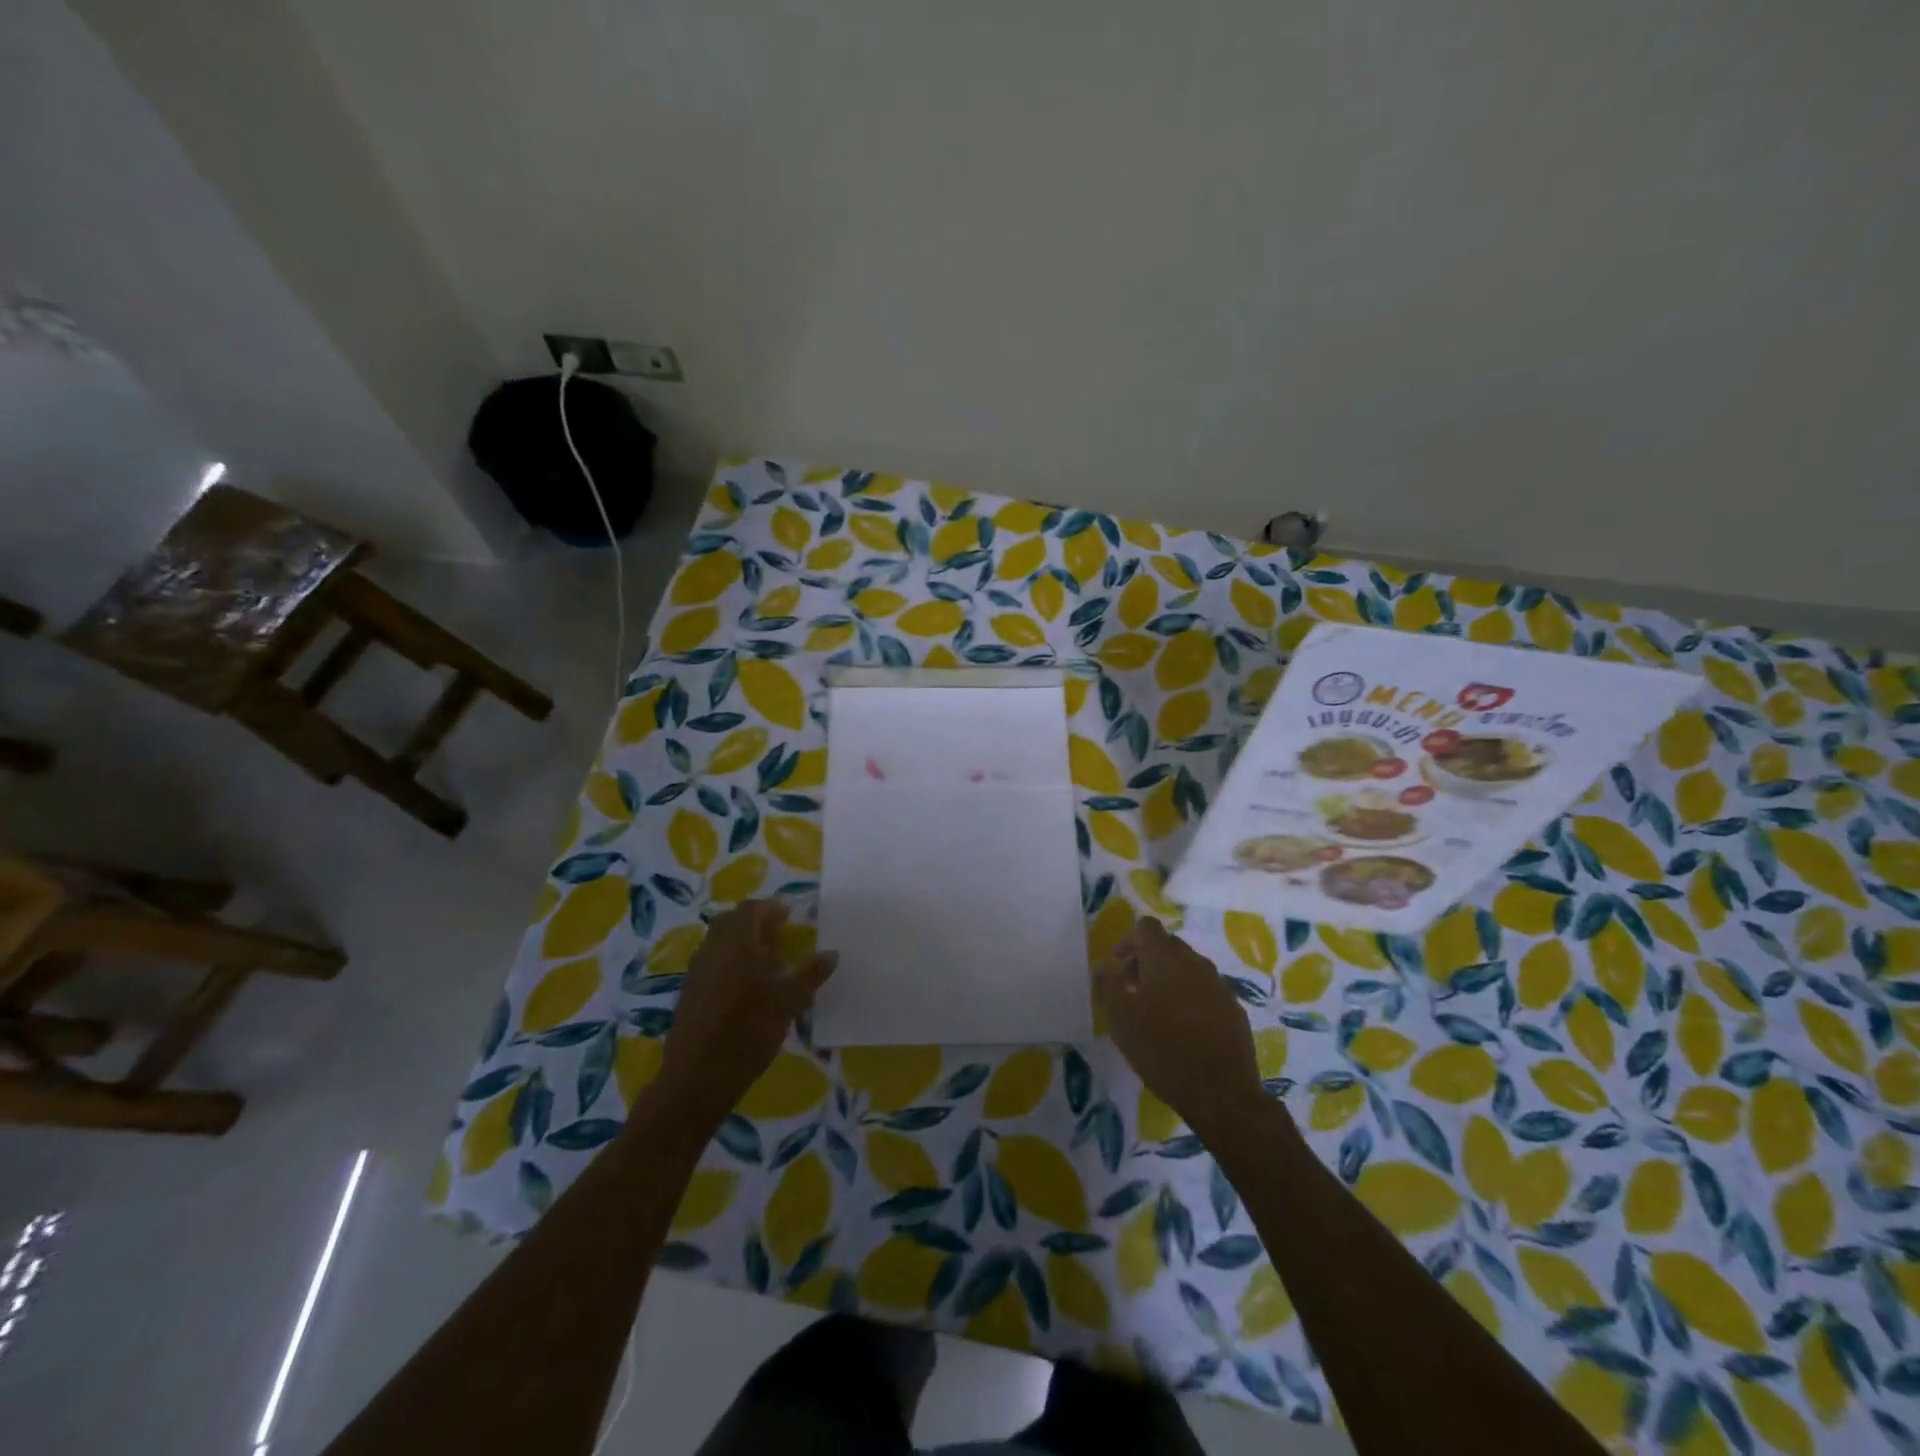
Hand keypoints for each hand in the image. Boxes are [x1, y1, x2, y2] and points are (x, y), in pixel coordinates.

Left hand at [657, 901, 835, 1121]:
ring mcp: (697, 971)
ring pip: (720, 943)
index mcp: (737, 942)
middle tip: (779, 937)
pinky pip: (712, 963)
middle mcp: (712, 949)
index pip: (752, 909)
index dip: (771, 909)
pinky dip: (730, 963)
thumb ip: (810, 974)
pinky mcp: (689, 992)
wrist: (698, 1077)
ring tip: (767, 965)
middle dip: (755, 924)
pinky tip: (747, 989)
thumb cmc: (748, 1031)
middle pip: (732, 922)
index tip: (789, 917)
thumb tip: (832, 953)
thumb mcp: (789, 1001)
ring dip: (742, 944)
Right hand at [1093, 917, 1263, 1138]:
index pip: (1146, 926)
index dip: (1129, 940)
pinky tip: (1184, 1028)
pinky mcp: (1234, 1008)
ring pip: (1188, 968)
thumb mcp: (1121, 1019)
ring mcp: (1218, 984)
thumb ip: (1108, 986)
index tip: (1118, 965)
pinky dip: (1190, 998)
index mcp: (1165, 958)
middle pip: (1168, 945)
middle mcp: (1194, 962)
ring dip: (1169, 979)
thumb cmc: (1162, 1050)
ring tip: (1157, 1011)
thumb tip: (1102, 966)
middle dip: (1147, 960)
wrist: (1221, 1093)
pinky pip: (1206, 990)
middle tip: (1132, 989)